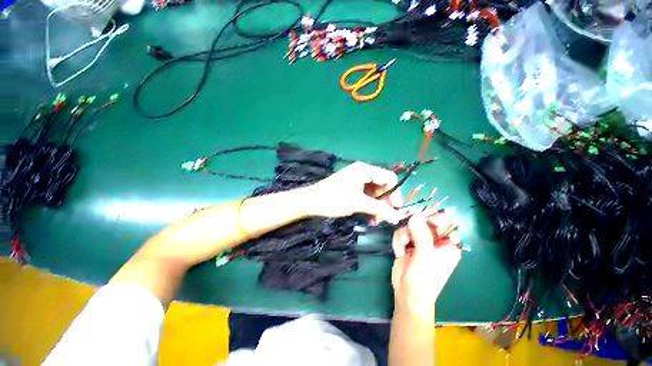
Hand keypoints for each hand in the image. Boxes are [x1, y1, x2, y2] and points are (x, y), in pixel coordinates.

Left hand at [301, 162, 403, 223]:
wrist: (311, 201)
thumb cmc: (334, 199)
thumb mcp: (358, 203)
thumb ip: (379, 209)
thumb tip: (397, 217)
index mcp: (365, 170)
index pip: (389, 177)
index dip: (395, 193)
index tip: (395, 209)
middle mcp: (362, 172)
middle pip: (382, 185)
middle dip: (385, 202)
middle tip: (384, 217)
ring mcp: (356, 179)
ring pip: (374, 192)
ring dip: (377, 206)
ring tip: (375, 220)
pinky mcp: (351, 187)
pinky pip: (365, 195)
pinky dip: (369, 205)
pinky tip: (369, 217)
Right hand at [392, 211, 461, 313]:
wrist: (407, 294)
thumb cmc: (423, 279)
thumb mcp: (424, 256)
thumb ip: (421, 234)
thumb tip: (414, 215)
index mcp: (448, 244)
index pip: (443, 222)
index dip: (430, 216)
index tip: (416, 216)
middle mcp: (435, 241)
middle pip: (422, 221)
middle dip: (412, 227)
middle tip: (406, 234)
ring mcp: (420, 242)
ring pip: (409, 226)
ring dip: (403, 235)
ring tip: (402, 247)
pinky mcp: (408, 244)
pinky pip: (401, 233)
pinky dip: (398, 241)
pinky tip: (399, 252)